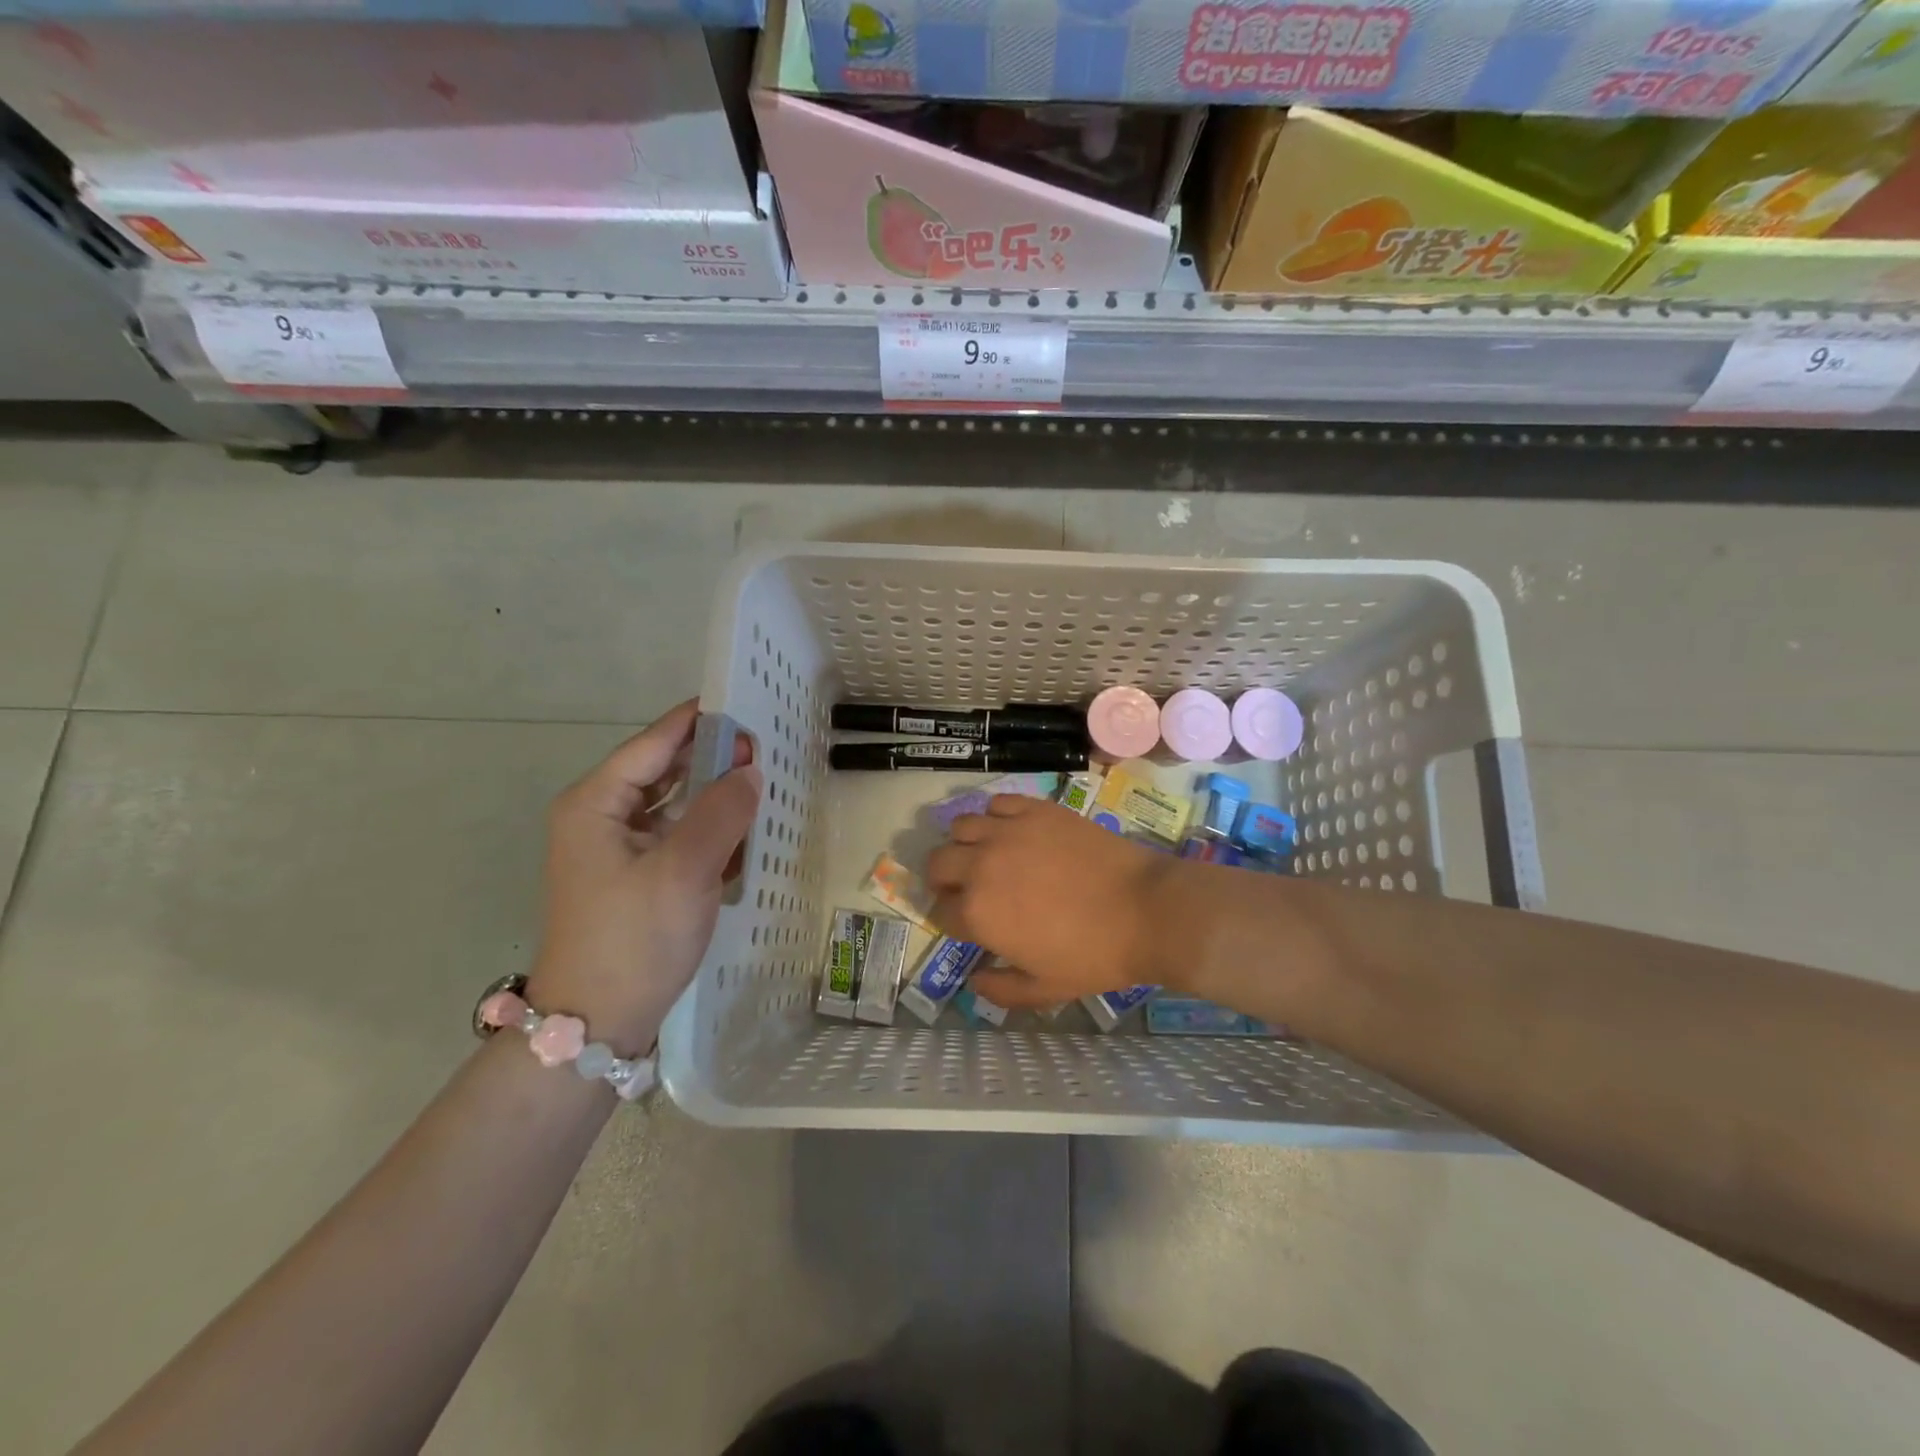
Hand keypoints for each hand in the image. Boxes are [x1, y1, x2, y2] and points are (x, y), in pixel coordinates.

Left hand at [529, 700, 759, 1051]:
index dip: (699, 722)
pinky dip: (707, 830)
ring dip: (713, 795)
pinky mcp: (633, 878)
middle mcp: (600, 818)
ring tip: (759, 785)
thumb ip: (722, 813)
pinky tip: (741, 835)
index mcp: (596, 804)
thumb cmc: (633, 939)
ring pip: (673, 805)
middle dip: (711, 758)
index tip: (745, 704)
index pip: (653, 743)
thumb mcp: (684, 870)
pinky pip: (676, 837)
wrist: (595, 1025)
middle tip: (763, 750)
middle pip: (663, 770)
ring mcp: (615, 850)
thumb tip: (749, 770)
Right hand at [926, 796, 1175, 1007]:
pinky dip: (996, 816)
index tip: (968, 923)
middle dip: (944, 879)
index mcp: (978, 914)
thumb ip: (1001, 989)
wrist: (1146, 910)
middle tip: (967, 887)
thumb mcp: (1045, 989)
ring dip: (965, 843)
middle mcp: (981, 866)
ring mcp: (1008, 832)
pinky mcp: (1035, 810)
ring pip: (960, 827)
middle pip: (938, 863)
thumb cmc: (1095, 956)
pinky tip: (1012, 831)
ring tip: (986, 854)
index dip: (951, 919)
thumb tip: (975, 979)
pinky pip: (997, 803)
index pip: (940, 912)